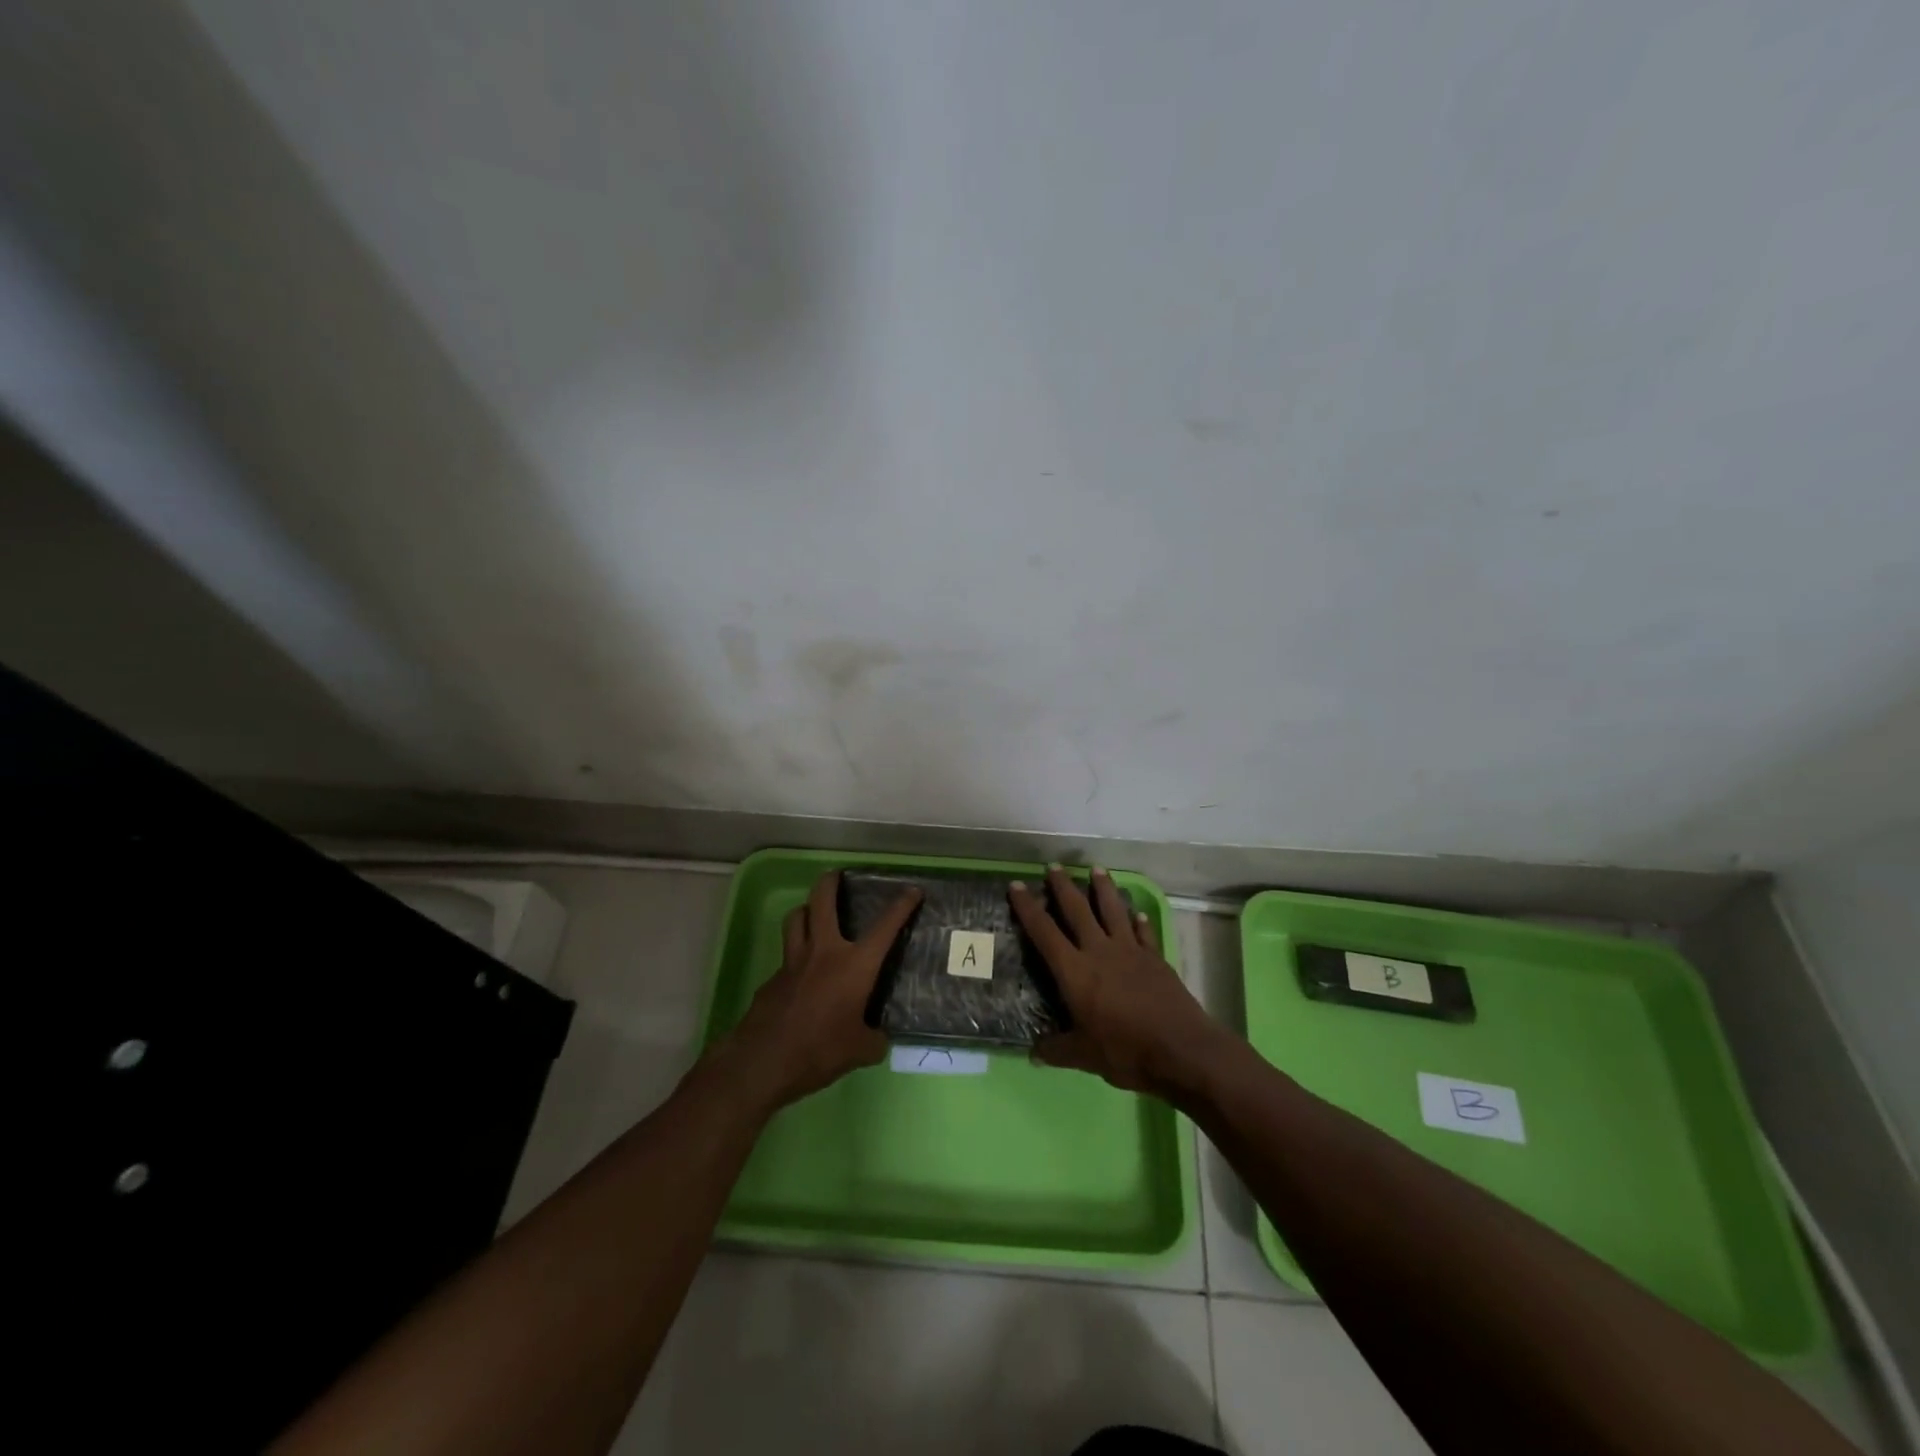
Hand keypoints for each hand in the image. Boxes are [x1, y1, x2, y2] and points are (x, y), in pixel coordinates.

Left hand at [718, 870, 921, 1109]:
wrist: (764, 1061)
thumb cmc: (820, 1050)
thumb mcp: (860, 1051)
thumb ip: (874, 1039)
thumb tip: (879, 1038)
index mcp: (854, 965)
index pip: (884, 927)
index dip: (901, 906)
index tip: (912, 891)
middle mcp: (824, 952)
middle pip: (822, 901)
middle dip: (830, 882)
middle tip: (837, 875)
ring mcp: (793, 962)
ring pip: (796, 919)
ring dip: (806, 909)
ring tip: (813, 912)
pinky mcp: (773, 978)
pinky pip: (786, 955)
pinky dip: (795, 953)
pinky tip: (801, 972)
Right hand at [1010, 865, 1227, 1098]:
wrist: (1181, 1050)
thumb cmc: (1125, 1051)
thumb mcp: (1084, 1056)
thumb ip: (1057, 1050)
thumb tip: (1033, 1053)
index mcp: (1075, 971)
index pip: (1044, 932)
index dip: (1028, 908)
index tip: (1017, 885)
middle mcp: (1100, 951)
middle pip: (1078, 911)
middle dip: (1063, 887)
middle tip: (1054, 866)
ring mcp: (1130, 952)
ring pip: (1113, 911)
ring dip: (1104, 889)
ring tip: (1097, 869)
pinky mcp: (1155, 959)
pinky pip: (1144, 933)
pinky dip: (1139, 921)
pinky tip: (1138, 913)